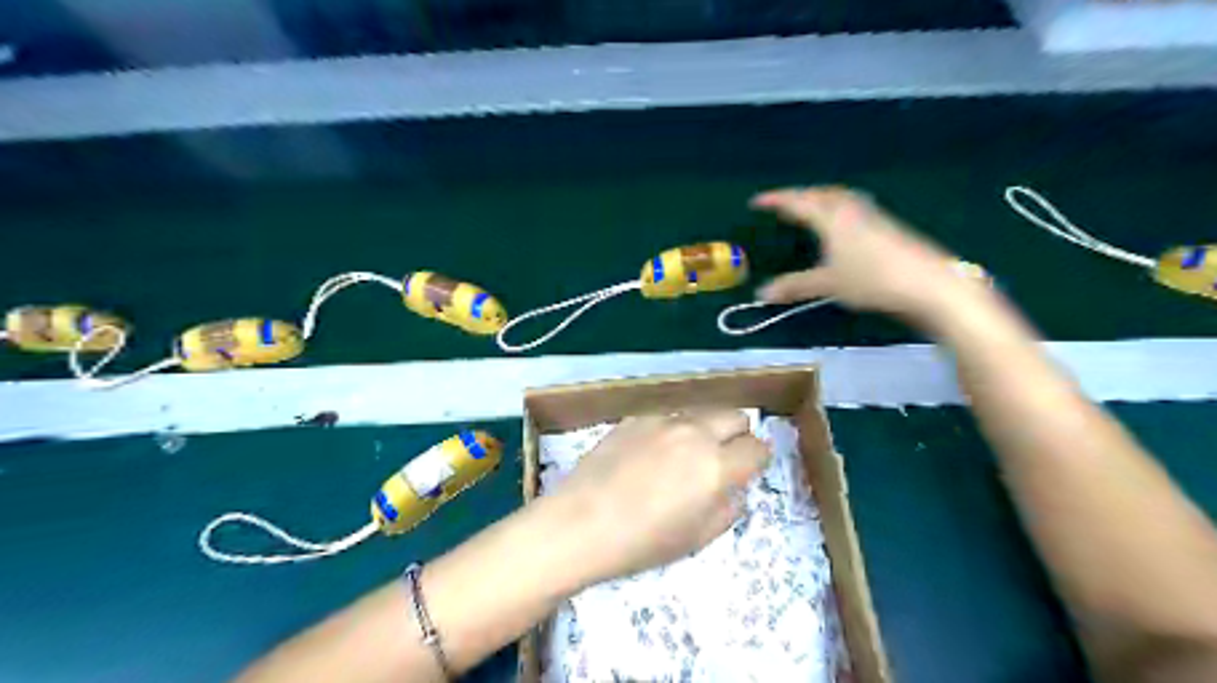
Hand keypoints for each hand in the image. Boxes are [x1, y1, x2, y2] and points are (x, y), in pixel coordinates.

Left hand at [552, 410, 768, 587]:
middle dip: (737, 436)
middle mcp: (694, 433)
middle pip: (735, 416)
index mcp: (715, 465)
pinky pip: (668, 416)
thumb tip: (733, 490)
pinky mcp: (635, 417)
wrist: (580, 523)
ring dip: (705, 429)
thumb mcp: (697, 538)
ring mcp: (662, 420)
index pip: (757, 448)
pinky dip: (672, 430)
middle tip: (722, 460)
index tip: (748, 471)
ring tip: (684, 456)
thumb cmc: (642, 541)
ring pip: (701, 412)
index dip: (757, 461)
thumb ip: (728, 509)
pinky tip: (650, 454)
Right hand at [757, 186, 982, 325]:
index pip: (799, 202)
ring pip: (841, 199)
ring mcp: (873, 216)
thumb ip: (795, 286)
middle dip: (801, 196)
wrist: (928, 283)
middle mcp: (852, 210)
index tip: (758, 201)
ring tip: (811, 209)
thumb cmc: (872, 279)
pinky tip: (842, 227)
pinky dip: (838, 210)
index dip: (776, 200)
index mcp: (833, 217)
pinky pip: (854, 209)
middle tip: (785, 204)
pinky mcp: (887, 227)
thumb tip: (763, 293)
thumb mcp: (828, 284)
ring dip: (822, 199)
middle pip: (822, 194)